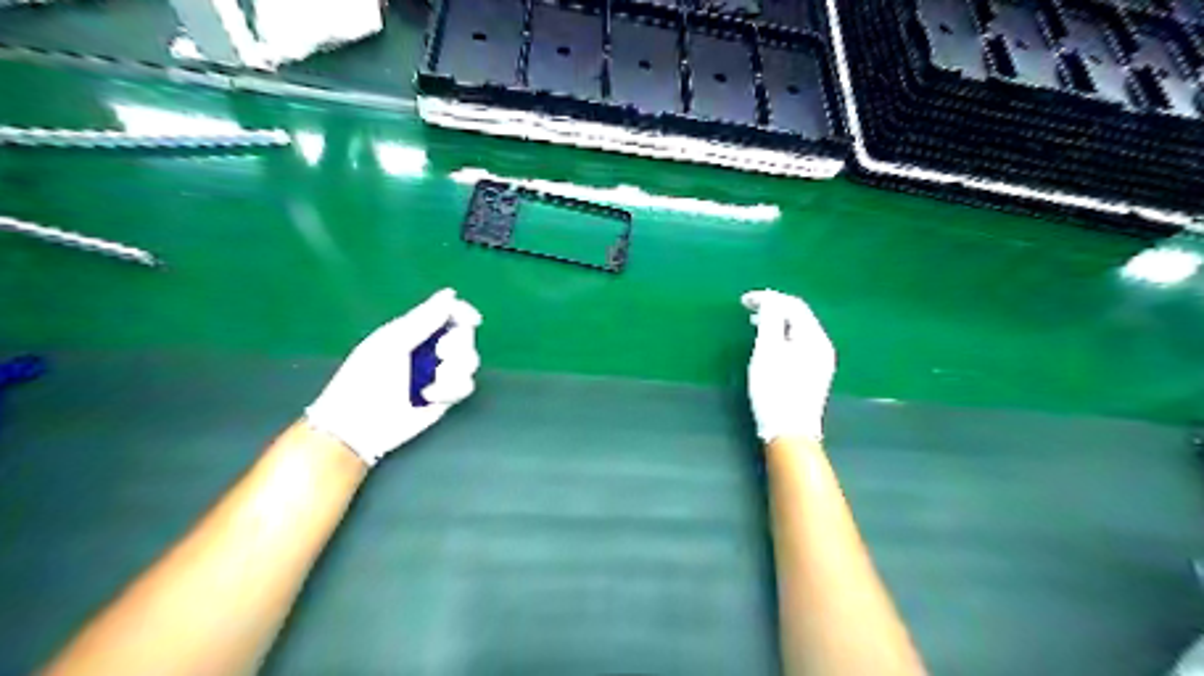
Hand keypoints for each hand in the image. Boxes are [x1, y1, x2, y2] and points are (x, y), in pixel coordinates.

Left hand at [306, 288, 481, 467]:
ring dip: (455, 371)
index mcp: (413, 331)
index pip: (448, 313)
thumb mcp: (392, 343)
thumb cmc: (366, 379)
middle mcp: (429, 349)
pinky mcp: (446, 396)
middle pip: (464, 336)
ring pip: (469, 361)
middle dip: (457, 345)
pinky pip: (466, 385)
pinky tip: (430, 397)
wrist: (360, 424)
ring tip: (432, 384)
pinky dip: (451, 390)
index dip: (463, 313)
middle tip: (440, 355)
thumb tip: (450, 293)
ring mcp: (439, 373)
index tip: (472, 320)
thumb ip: (424, 319)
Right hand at [740, 287, 834, 442]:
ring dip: (777, 322)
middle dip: (773, 308)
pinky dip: (782, 337)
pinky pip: (798, 344)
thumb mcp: (767, 351)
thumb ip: (769, 320)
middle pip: (799, 316)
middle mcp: (822, 346)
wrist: (790, 432)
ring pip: (798, 331)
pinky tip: (769, 345)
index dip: (769, 298)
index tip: (743, 301)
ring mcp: (820, 361)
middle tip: (747, 309)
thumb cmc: (775, 390)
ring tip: (754, 324)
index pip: (794, 305)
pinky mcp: (813, 374)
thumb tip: (769, 298)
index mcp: (814, 338)